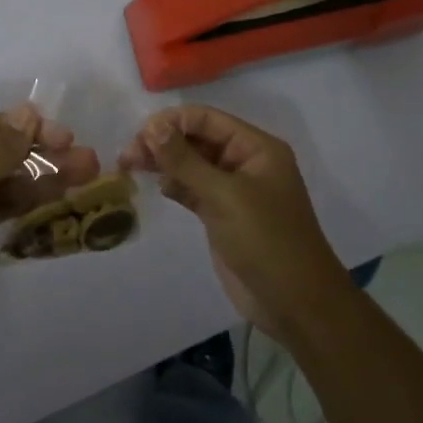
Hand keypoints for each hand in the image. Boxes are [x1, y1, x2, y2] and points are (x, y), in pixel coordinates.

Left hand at [0, 105, 100, 330]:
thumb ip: (2, 151)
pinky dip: (26, 201)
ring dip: (42, 179)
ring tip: (84, 178)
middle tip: (88, 163)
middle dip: (45, 157)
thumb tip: (27, 110)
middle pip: (5, 152)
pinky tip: (57, 198)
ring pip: (7, 180)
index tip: (69, 140)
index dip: (34, 131)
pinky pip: (0, 203)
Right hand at [120, 105, 350, 338]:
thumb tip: (152, 127)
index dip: (172, 122)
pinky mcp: (221, 214)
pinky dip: (174, 185)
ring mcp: (233, 190)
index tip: (138, 136)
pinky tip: (156, 186)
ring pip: (191, 164)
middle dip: (163, 142)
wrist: (294, 302)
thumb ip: (185, 160)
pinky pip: (192, 189)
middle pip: (197, 139)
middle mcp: (245, 162)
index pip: (207, 119)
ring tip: (130, 167)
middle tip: (128, 156)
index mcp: (256, 148)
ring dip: (164, 162)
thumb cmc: (266, 241)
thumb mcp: (224, 196)